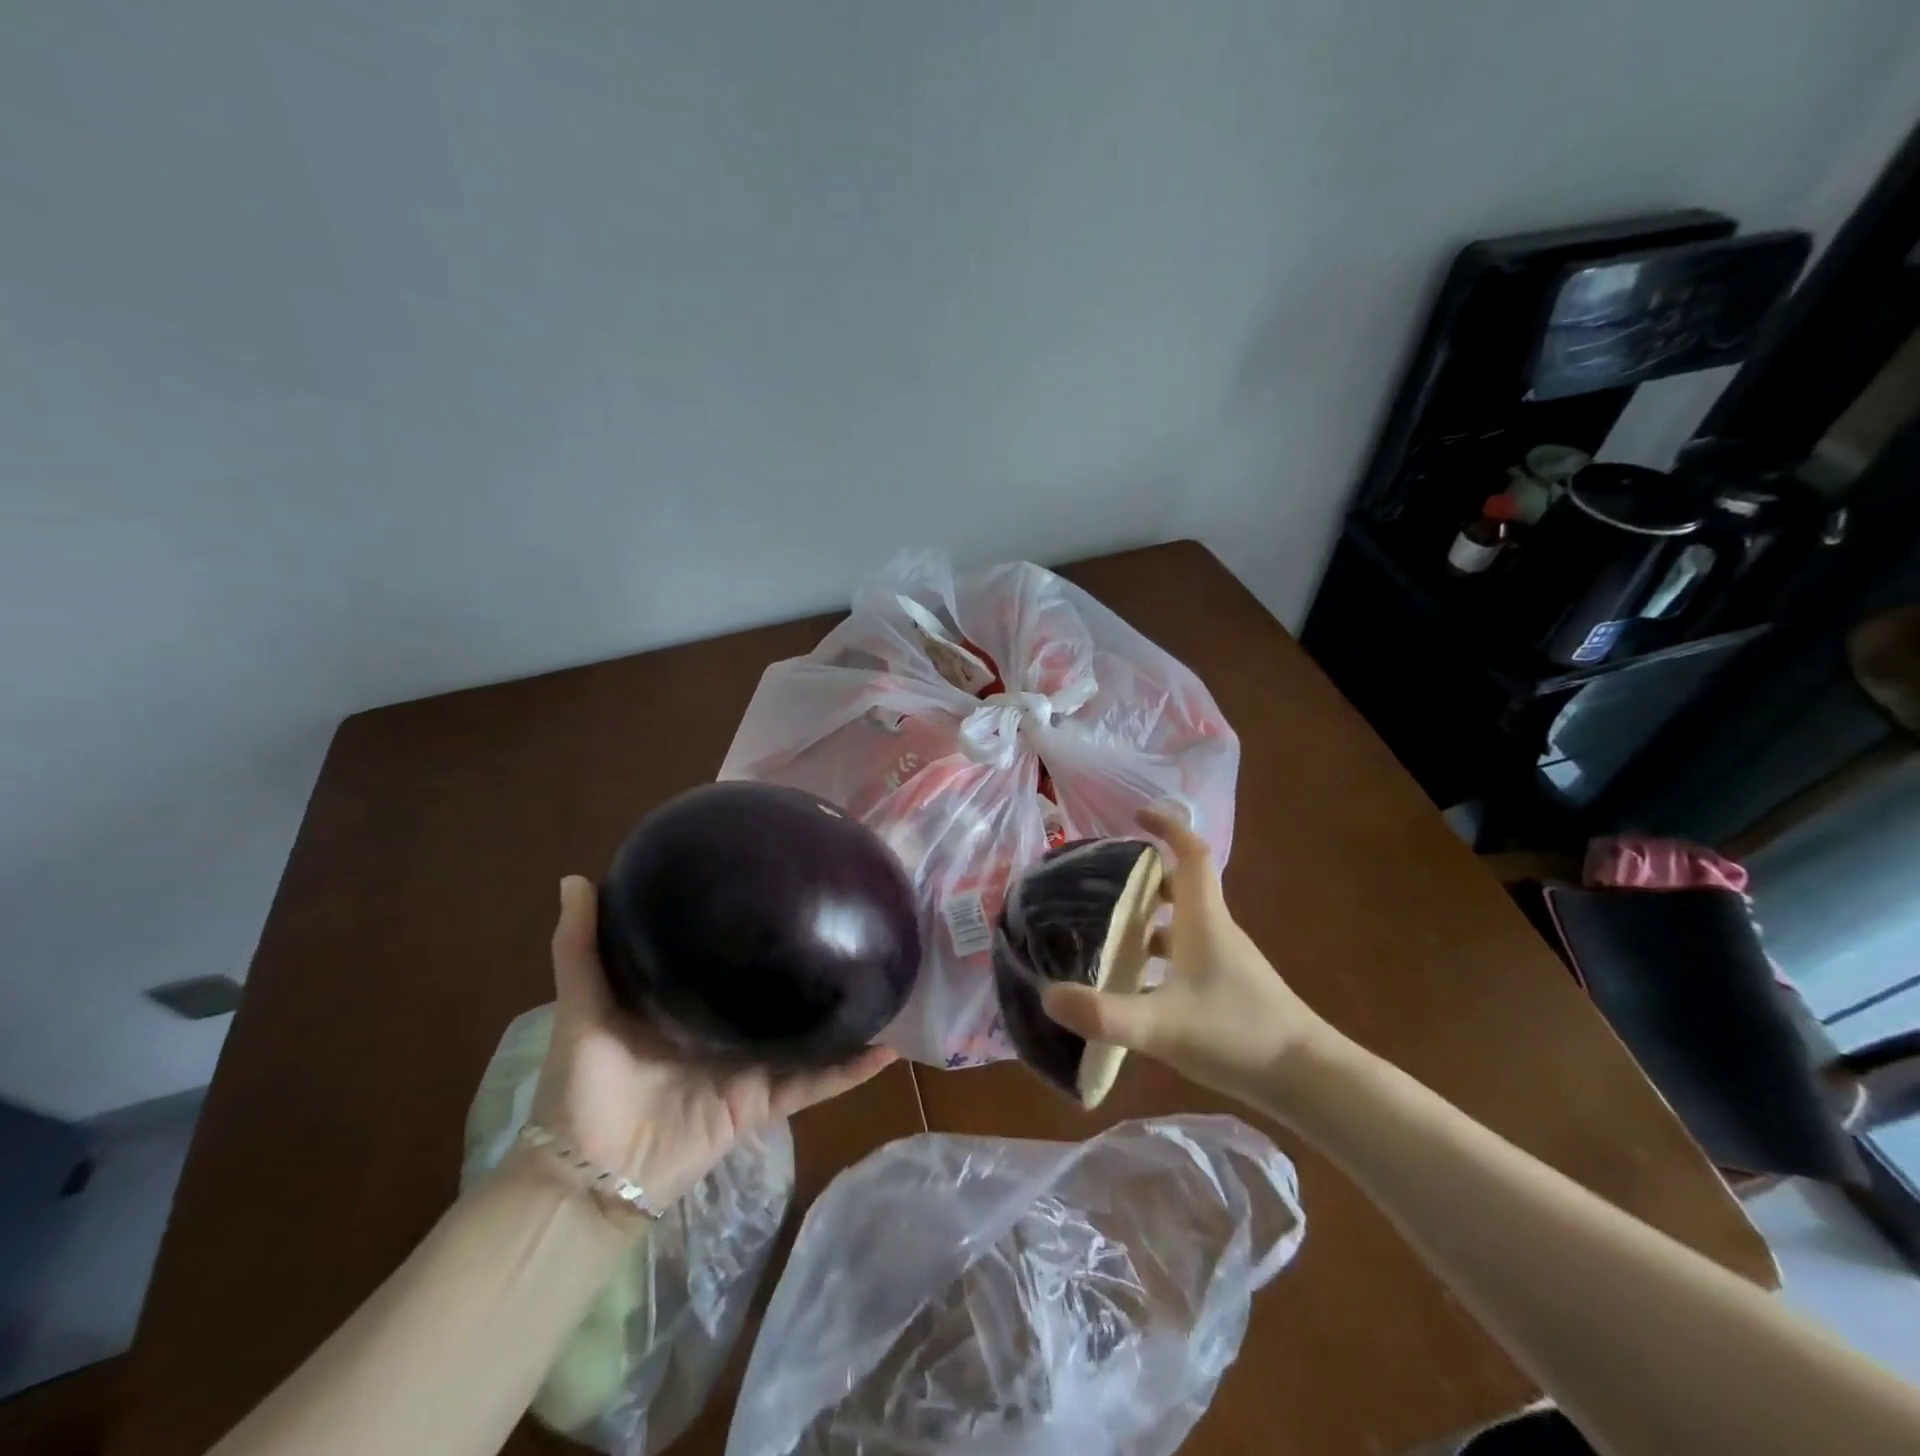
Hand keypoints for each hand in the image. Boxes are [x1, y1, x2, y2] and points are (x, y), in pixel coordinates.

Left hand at [527, 876, 896, 1213]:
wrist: (588, 1174)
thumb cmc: (582, 1085)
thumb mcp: (583, 1006)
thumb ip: (580, 947)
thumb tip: (576, 876)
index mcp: (692, 1001)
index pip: (732, 954)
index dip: (759, 924)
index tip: (787, 885)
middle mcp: (728, 1028)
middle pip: (778, 990)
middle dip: (811, 963)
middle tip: (850, 921)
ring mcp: (750, 1065)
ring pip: (808, 1034)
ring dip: (845, 1014)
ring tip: (885, 977)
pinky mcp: (762, 1102)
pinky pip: (814, 1083)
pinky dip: (850, 1071)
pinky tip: (888, 1048)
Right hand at [1041, 807, 1339, 1110]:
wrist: (1308, 1080)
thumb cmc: (1238, 1035)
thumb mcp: (1164, 1025)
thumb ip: (1106, 1013)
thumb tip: (1048, 995)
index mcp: (1204, 920)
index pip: (1191, 854)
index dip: (1167, 827)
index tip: (1135, 816)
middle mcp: (1214, 931)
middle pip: (1179, 887)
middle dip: (1141, 877)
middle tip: (1099, 883)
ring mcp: (1223, 961)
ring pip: (1179, 924)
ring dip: (1146, 920)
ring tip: (1102, 932)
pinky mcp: (1225, 989)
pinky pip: (1183, 956)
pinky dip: (1155, 957)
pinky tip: (1131, 986)